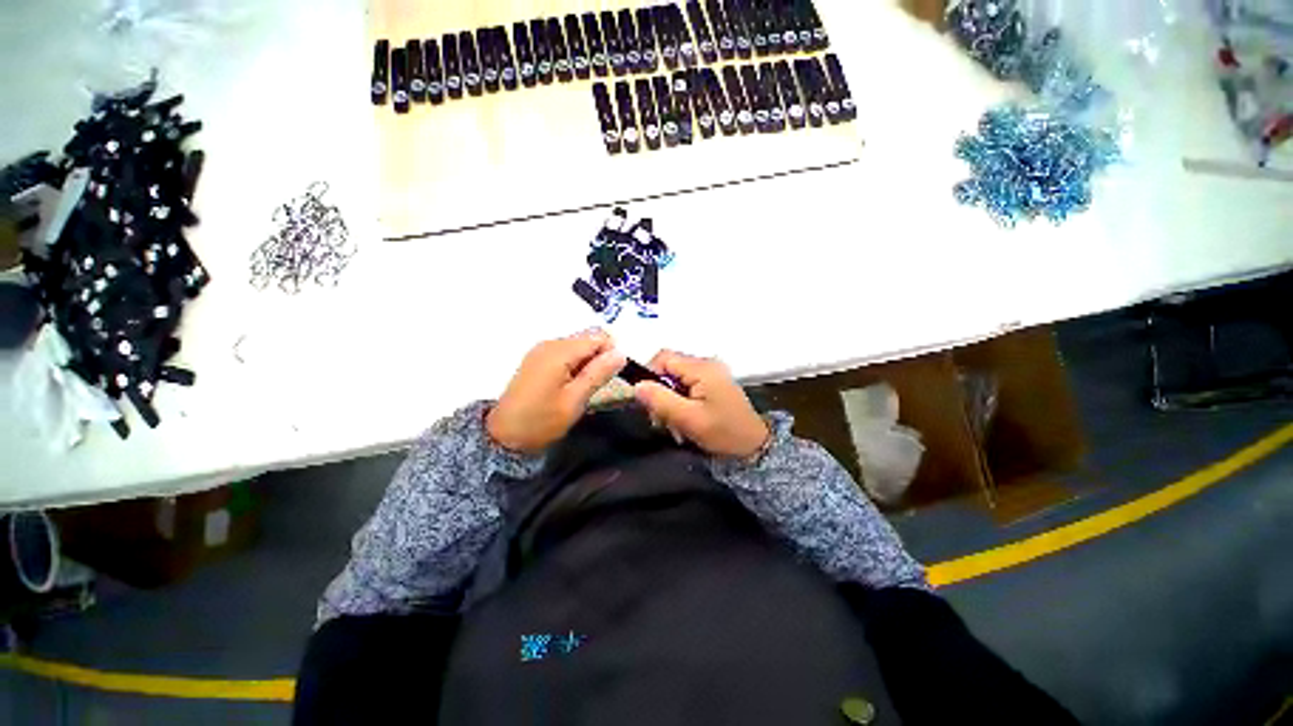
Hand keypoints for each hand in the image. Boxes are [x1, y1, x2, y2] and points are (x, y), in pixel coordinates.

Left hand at [487, 330, 625, 453]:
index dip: (611, 353)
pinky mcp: (537, 359)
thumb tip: (621, 353)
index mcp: (560, 351)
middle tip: (596, 385)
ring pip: (578, 346)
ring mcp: (541, 350)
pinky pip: (565, 353)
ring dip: (587, 363)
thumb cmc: (542, 420)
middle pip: (587, 338)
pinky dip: (575, 365)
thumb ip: (598, 374)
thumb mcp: (575, 400)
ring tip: (583, 388)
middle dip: (599, 357)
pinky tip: (570, 385)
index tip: (611, 377)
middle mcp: (550, 343)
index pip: (598, 337)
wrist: (503, 436)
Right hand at [633, 351, 769, 458]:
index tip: (649, 402)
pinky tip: (683, 419)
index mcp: (702, 368)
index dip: (650, 376)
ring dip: (669, 400)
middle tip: (660, 419)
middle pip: (668, 368)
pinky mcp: (712, 384)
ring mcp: (710, 374)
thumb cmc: (723, 432)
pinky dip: (680, 401)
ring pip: (675, 379)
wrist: (754, 447)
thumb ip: (661, 400)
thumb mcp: (689, 419)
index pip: (663, 358)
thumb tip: (636, 386)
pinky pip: (686, 386)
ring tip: (673, 423)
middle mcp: (706, 364)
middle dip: (659, 392)